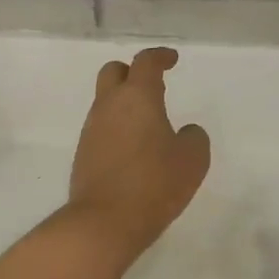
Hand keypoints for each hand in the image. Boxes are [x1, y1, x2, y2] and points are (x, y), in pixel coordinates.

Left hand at [67, 48, 210, 259]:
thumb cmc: (154, 183)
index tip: (172, 60)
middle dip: (133, 72)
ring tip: (148, 124)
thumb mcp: (192, 160)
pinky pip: (101, 128)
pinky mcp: (83, 154)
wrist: (104, 222)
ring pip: (105, 102)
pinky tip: (133, 149)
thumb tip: (186, 132)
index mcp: (137, 97)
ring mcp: (91, 130)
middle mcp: (109, 106)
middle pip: (114, 72)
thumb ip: (194, 138)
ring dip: (125, 104)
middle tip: (154, 86)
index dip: (160, 56)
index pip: (145, 62)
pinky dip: (117, 128)